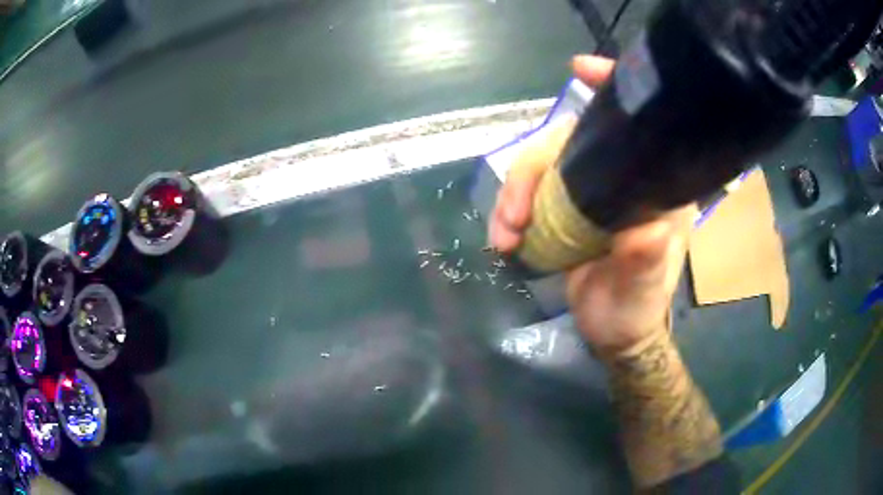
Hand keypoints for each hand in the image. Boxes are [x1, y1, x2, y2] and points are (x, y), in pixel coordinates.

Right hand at [488, 55, 696, 352]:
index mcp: (654, 188)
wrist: (614, 333)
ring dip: (512, 195)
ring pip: (541, 166)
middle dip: (532, 170)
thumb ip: (645, 260)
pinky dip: (509, 211)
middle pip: (568, 141)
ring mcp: (589, 192)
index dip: (611, 90)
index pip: (637, 127)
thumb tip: (645, 228)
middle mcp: (622, 179)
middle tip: (514, 215)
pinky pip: (530, 193)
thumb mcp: (642, 290)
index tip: (581, 70)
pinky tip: (503, 238)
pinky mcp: (566, 209)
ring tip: (503, 236)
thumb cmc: (635, 310)